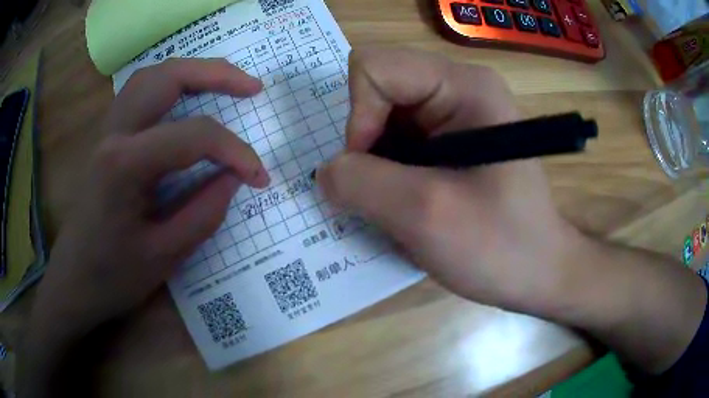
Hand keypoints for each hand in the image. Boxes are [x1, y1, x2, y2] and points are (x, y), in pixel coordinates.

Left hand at [30, 59, 268, 335]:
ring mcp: (106, 131)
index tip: (258, 177)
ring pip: (152, 77)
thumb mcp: (164, 257)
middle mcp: (113, 134)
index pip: (192, 136)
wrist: (74, 281)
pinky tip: (184, 98)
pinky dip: (168, 84)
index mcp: (125, 165)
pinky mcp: (105, 138)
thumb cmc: (113, 276)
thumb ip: (204, 213)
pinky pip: (139, 93)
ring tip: (224, 83)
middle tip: (253, 88)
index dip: (234, 151)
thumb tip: (234, 179)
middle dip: (217, 74)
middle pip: (168, 77)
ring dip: (192, 72)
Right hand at [318, 48, 581, 314]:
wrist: (538, 273)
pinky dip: (389, 177)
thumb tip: (325, 173)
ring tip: (402, 207)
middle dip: (367, 146)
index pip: (374, 69)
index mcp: (463, 86)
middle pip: (377, 93)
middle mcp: (457, 89)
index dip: (359, 117)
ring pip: (382, 122)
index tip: (371, 171)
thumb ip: (361, 184)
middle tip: (386, 194)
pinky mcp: (449, 142)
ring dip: (378, 167)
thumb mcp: (426, 215)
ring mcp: (454, 116)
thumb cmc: (500, 246)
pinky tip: (410, 206)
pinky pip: (396, 144)